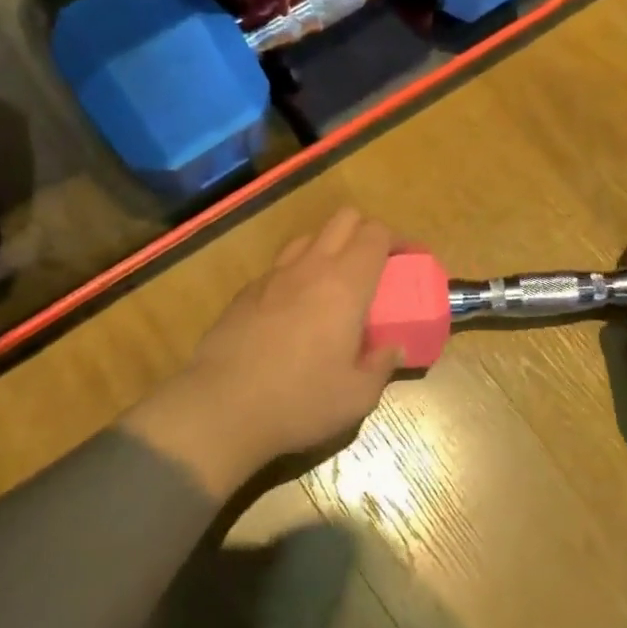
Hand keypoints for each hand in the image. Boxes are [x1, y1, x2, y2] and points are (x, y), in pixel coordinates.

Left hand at [125, 209, 402, 492]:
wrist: (220, 409)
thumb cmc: (299, 401)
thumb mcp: (357, 396)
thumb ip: (382, 366)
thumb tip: (393, 349)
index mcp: (345, 284)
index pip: (376, 233)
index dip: (396, 239)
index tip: (406, 260)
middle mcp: (311, 267)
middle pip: (344, 219)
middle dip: (365, 232)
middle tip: (375, 266)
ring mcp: (273, 276)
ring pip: (309, 237)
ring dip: (329, 248)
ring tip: (334, 283)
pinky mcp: (245, 293)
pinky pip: (280, 267)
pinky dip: (297, 273)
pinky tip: (295, 309)